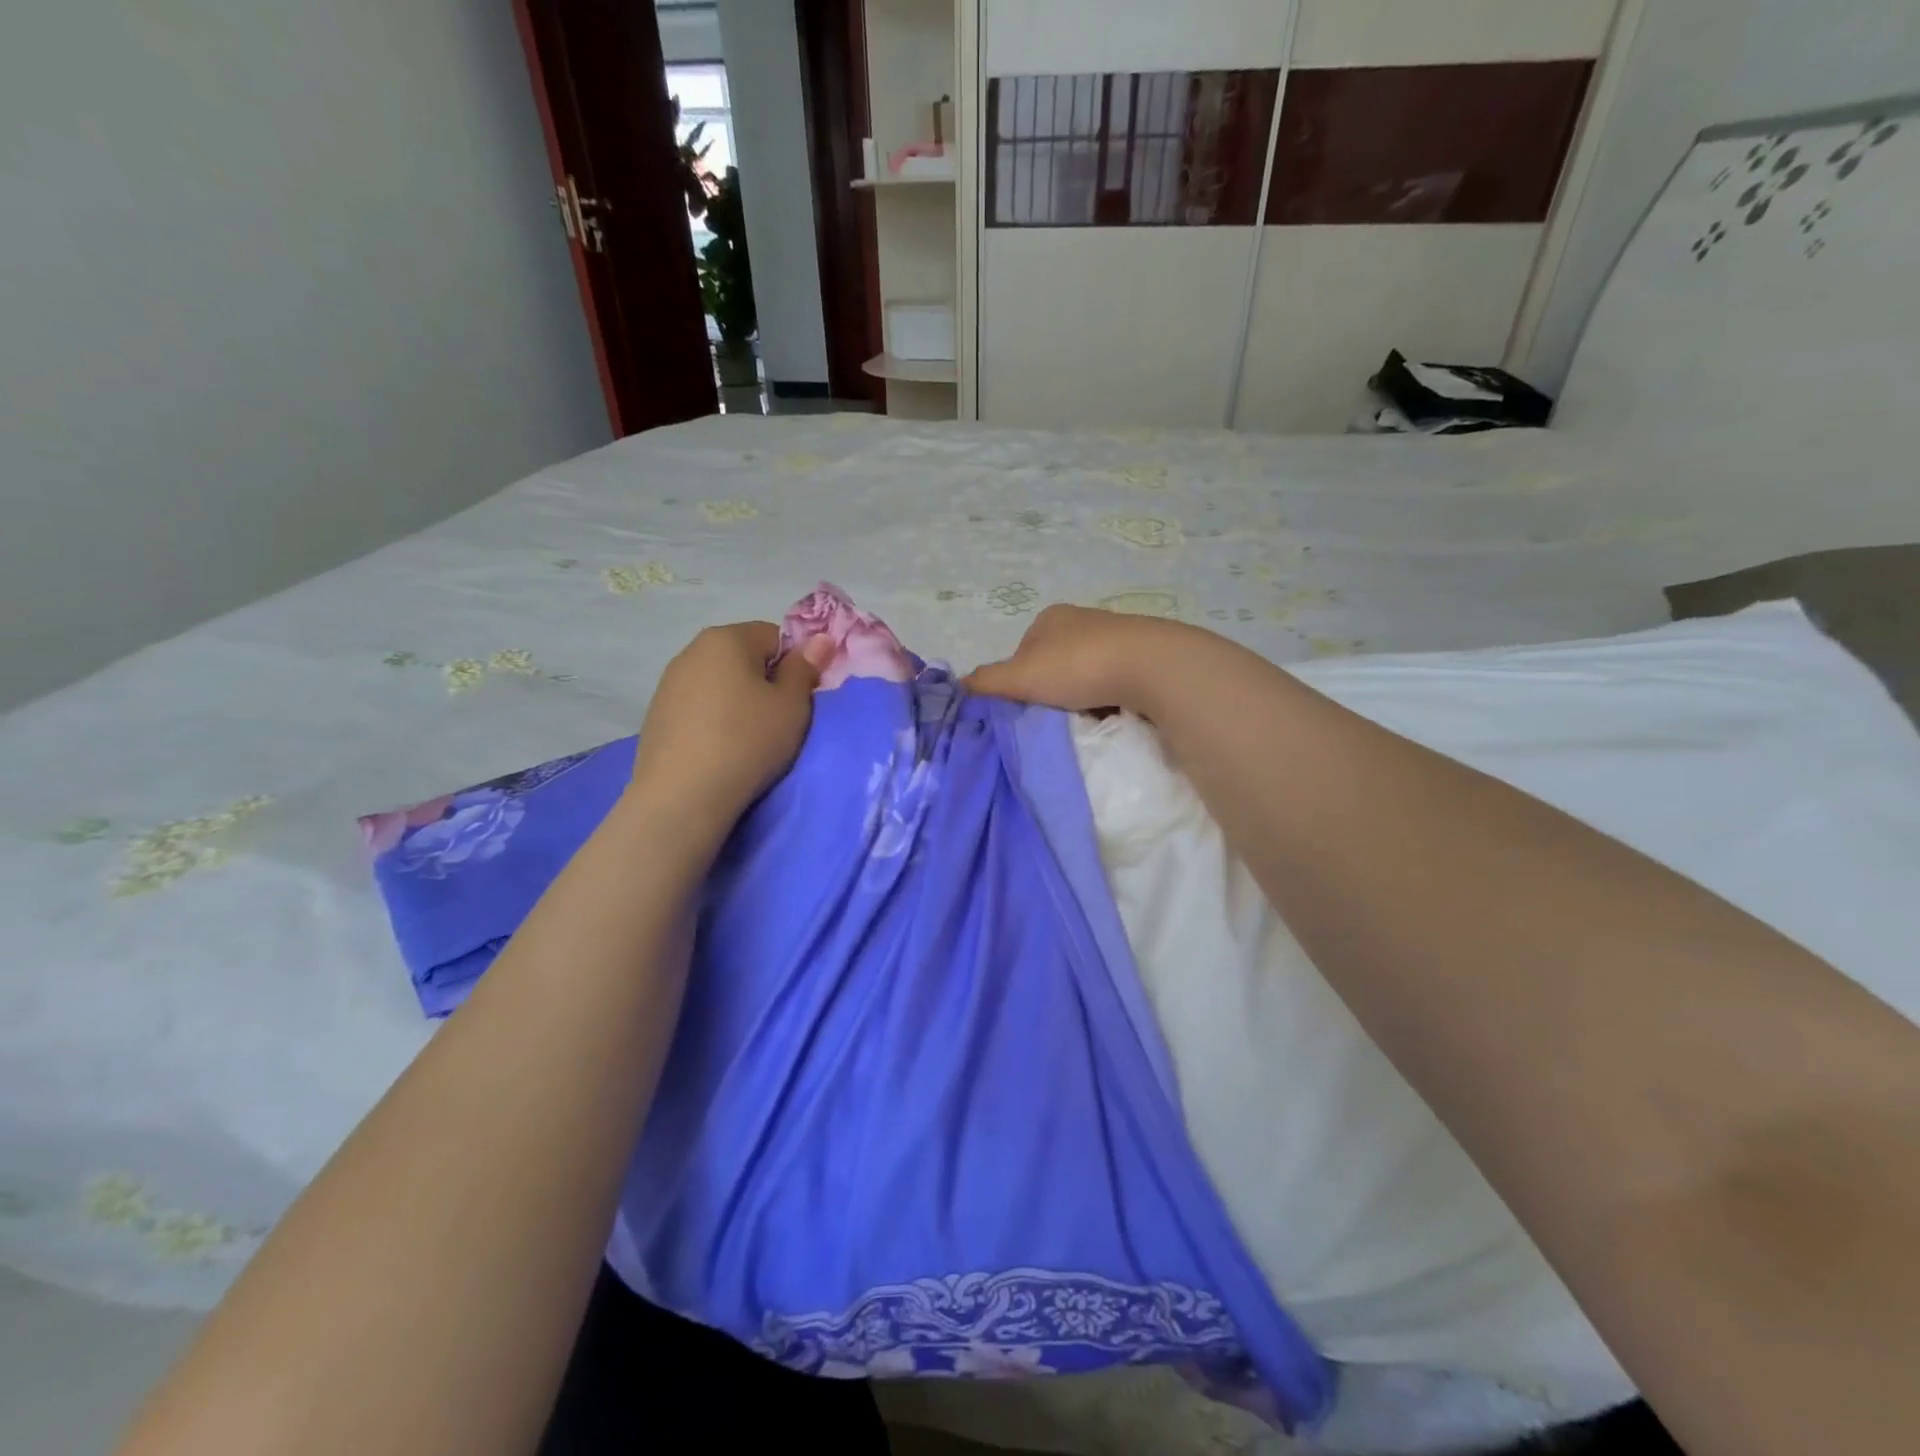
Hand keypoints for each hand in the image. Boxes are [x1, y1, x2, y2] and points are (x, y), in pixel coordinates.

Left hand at [633, 622, 833, 821]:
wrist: (682, 796)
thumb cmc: (747, 742)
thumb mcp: (791, 706)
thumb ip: (805, 668)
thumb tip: (819, 638)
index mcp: (727, 638)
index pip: (775, 636)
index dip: (794, 666)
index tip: (797, 700)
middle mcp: (692, 650)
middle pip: (744, 657)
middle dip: (764, 682)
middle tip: (777, 721)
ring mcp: (669, 683)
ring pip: (719, 683)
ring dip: (737, 702)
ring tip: (746, 740)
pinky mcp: (656, 714)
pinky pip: (698, 707)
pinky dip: (713, 720)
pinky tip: (718, 750)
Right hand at [964, 604, 1189, 714]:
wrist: (1151, 666)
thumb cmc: (1078, 666)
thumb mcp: (1020, 676)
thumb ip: (987, 682)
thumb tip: (959, 685)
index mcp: (1050, 618)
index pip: (1022, 654)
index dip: (1019, 683)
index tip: (1029, 707)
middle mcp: (1082, 619)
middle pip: (1054, 664)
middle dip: (1053, 690)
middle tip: (1055, 716)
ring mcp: (1116, 634)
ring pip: (1086, 674)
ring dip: (1082, 696)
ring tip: (1086, 718)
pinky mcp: (1144, 654)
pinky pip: (1115, 680)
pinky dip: (1109, 697)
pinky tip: (1113, 712)